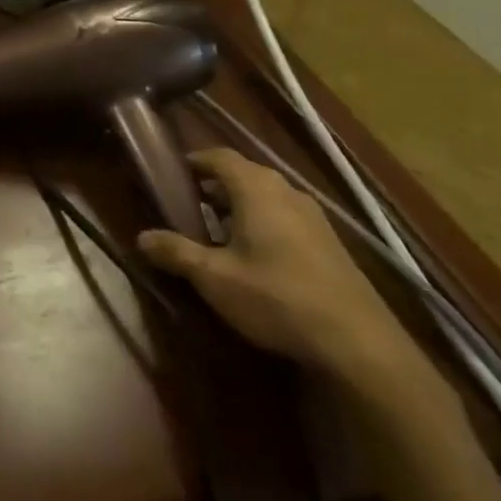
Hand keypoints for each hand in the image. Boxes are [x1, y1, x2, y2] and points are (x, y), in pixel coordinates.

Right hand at [138, 149, 419, 386]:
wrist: (359, 343)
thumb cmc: (276, 298)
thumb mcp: (215, 278)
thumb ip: (176, 253)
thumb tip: (141, 237)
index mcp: (256, 189)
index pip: (220, 157)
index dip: (196, 160)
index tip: (174, 172)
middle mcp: (287, 193)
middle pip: (245, 174)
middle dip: (216, 186)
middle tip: (190, 205)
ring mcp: (315, 218)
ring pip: (268, 197)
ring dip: (241, 206)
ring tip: (218, 232)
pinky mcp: (331, 244)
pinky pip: (287, 218)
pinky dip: (264, 223)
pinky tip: (256, 257)